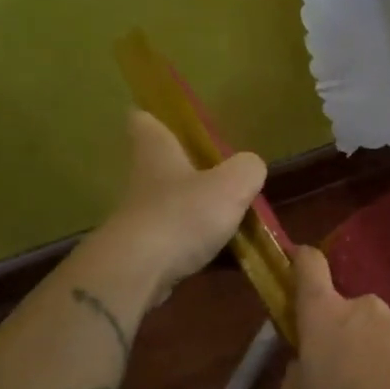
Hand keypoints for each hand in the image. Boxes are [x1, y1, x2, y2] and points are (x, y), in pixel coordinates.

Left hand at [106, 110, 266, 302]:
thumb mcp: (232, 184)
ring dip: (198, 211)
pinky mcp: (145, 251)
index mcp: (157, 150)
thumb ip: (248, 169)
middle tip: (225, 176)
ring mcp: (141, 217)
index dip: (157, 116)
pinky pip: (179, 242)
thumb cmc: (183, 214)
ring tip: (237, 220)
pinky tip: (229, 257)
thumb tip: (250, 168)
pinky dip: (200, 246)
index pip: (144, 120)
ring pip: (173, 205)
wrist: (139, 272)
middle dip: (189, 169)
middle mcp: (144, 178)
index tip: (175, 121)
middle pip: (162, 164)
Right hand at [275, 245, 389, 388]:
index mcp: (325, 316)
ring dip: (380, 357)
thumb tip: (301, 373)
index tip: (299, 260)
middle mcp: (367, 308)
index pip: (310, 268)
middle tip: (343, 381)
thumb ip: (293, 387)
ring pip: (384, 334)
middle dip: (345, 339)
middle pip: (349, 313)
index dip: (302, 261)